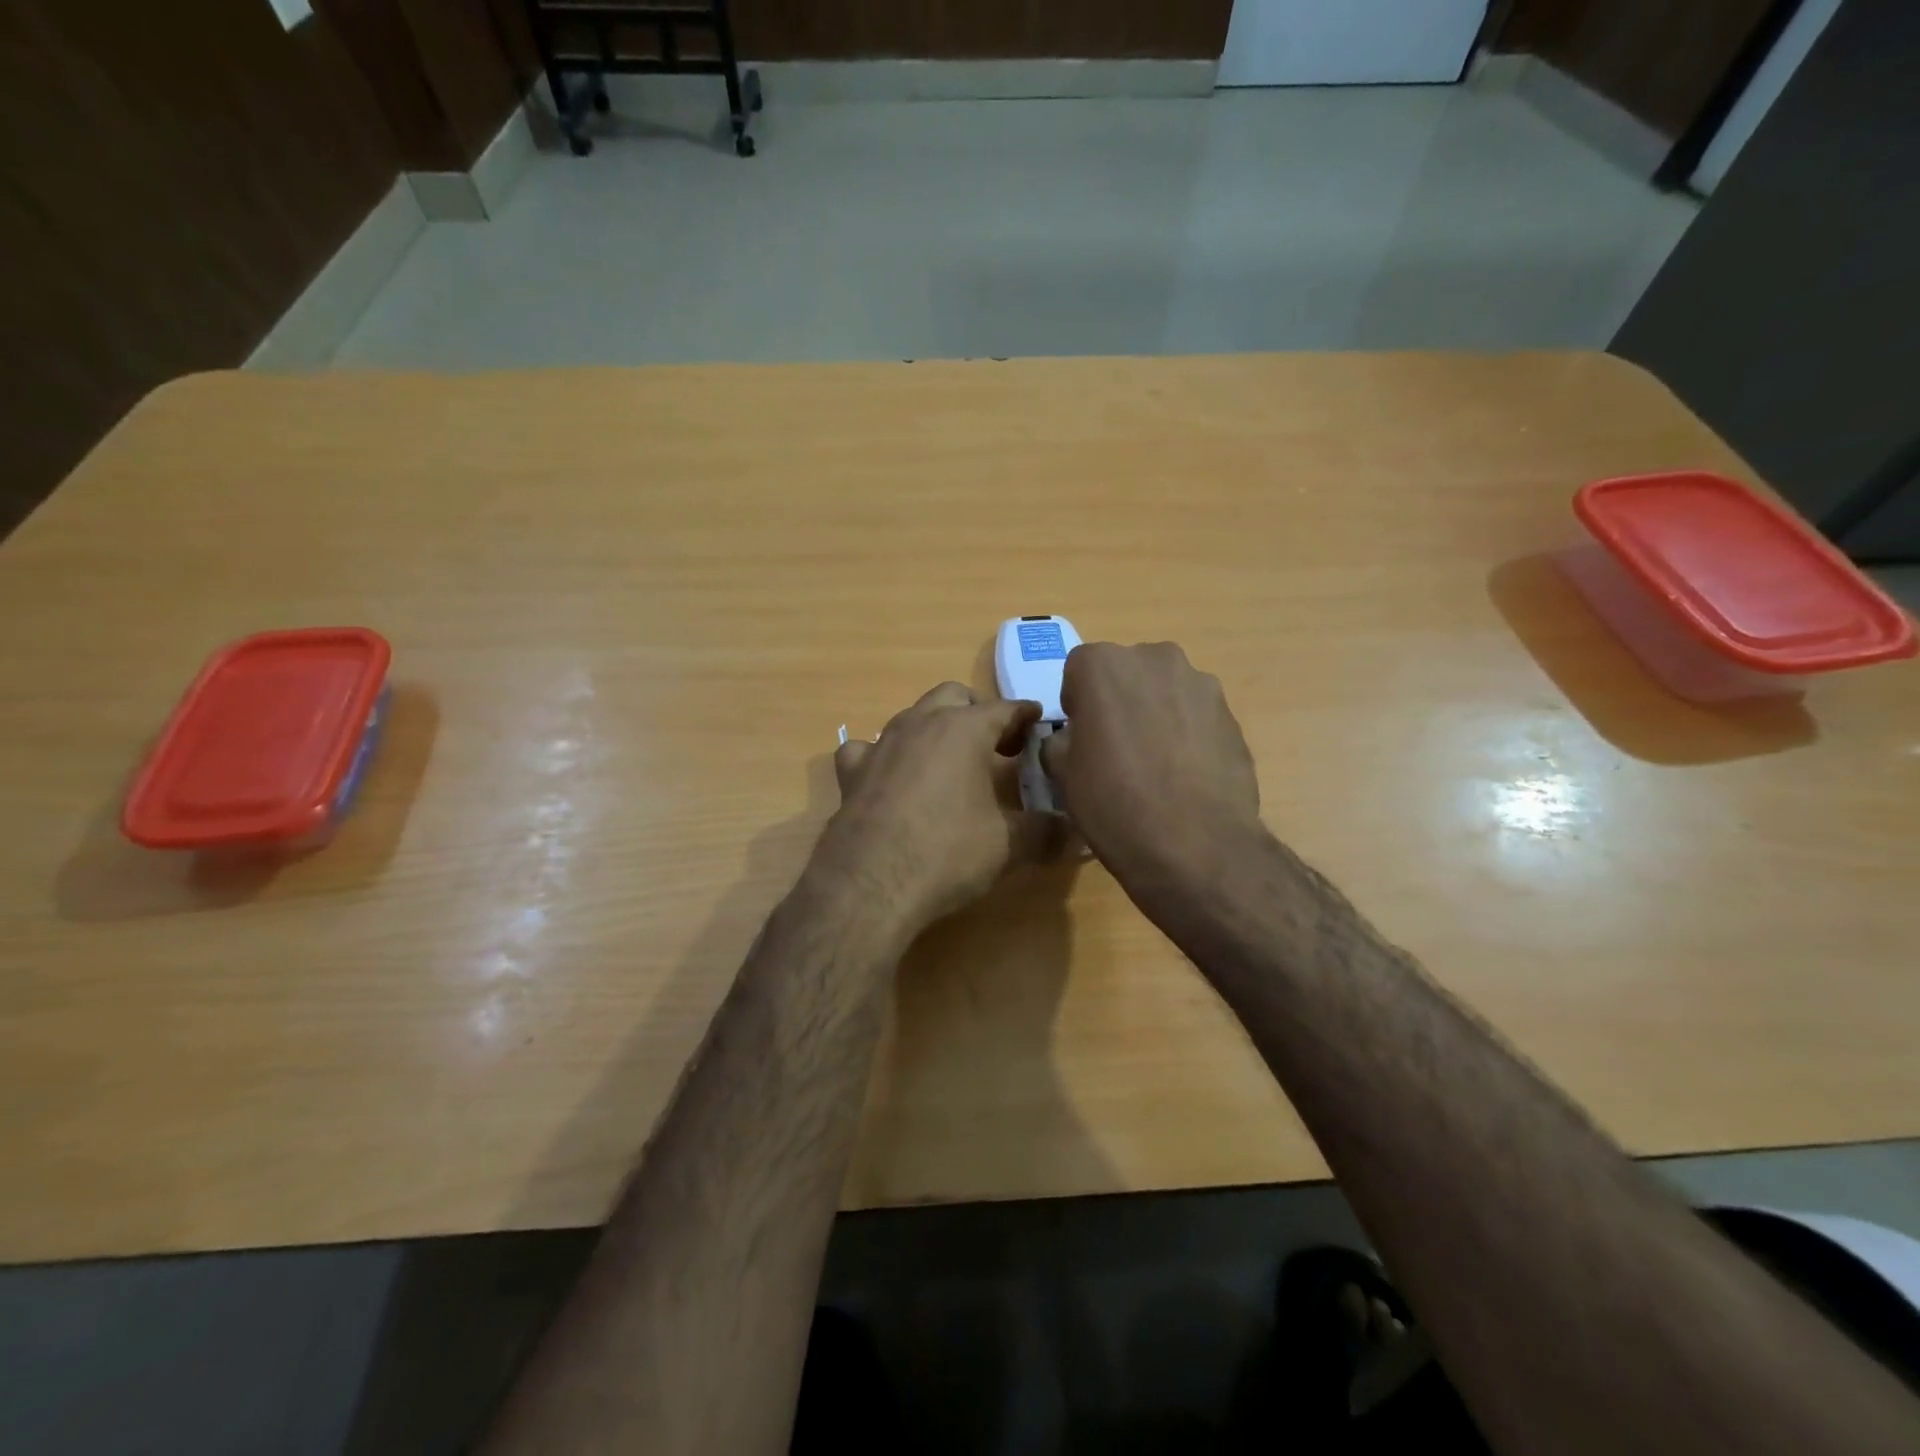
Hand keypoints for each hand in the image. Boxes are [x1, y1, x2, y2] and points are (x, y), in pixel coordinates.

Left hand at [822, 683, 1063, 930]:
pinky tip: (890, 778)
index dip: (1027, 716)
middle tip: (997, 744)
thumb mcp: (1009, 845)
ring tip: (949, 760)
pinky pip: (867, 748)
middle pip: (954, 696)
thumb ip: (1046, 832)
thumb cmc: (948, 853)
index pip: (1005, 708)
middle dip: (978, 712)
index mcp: (964, 729)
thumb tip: (1076, 834)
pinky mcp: (851, 772)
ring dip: (934, 728)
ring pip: (911, 715)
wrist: (870, 885)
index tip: (1040, 725)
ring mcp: (880, 744)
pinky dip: (884, 756)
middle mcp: (920, 723)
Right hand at [1041, 642, 1262, 889]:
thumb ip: (1061, 740)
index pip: (1078, 672)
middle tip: (1116, 750)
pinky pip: (1195, 716)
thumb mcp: (1062, 773)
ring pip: (1163, 692)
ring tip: (1155, 766)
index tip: (1083, 740)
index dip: (1078, 706)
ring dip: (1155, 715)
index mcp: (1102, 664)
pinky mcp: (1231, 713)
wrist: (1195, 844)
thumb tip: (1074, 738)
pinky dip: (1186, 734)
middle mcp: (1154, 658)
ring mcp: (1199, 683)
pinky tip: (1184, 776)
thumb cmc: (1113, 802)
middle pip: (1126, 674)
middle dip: (1119, 702)